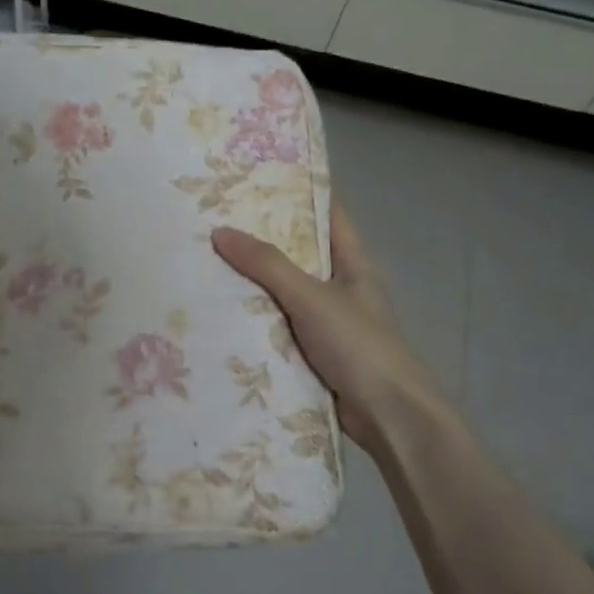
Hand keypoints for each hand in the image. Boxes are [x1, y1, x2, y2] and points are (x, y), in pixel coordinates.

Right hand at [212, 201, 443, 452]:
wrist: (387, 415)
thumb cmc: (358, 345)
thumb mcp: (311, 297)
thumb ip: (266, 265)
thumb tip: (220, 231)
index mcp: (353, 264)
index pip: (328, 215)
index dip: (299, 194)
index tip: (259, 178)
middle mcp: (341, 288)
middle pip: (299, 254)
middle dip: (263, 240)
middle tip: (216, 220)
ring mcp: (328, 323)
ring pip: (285, 294)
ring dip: (254, 284)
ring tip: (207, 261)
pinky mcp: (315, 354)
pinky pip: (279, 328)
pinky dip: (255, 321)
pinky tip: (220, 313)